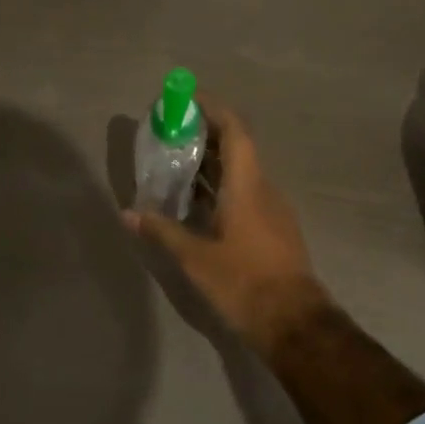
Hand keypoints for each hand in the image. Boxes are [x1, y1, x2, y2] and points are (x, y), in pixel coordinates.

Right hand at [124, 99, 328, 350]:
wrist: (295, 323)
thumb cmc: (245, 282)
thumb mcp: (196, 258)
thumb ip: (163, 230)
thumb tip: (129, 213)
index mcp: (247, 186)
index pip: (235, 130)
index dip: (212, 109)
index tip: (186, 100)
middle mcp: (263, 189)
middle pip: (236, 147)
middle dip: (204, 133)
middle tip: (170, 131)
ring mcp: (271, 209)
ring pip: (239, 171)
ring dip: (210, 161)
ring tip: (175, 161)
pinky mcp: (271, 228)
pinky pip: (243, 192)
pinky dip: (219, 185)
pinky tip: (195, 200)